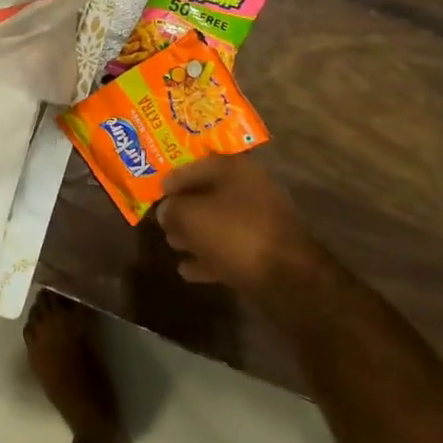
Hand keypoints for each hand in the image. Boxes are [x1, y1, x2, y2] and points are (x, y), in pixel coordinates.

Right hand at [156, 154, 322, 300]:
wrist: (288, 278)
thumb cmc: (235, 233)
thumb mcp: (191, 216)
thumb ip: (171, 209)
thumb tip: (165, 210)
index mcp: (235, 169)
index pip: (195, 164)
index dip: (172, 177)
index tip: (154, 190)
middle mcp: (250, 189)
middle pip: (208, 194)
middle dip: (184, 208)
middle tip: (162, 220)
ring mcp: (259, 221)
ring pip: (219, 222)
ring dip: (195, 233)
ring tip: (172, 244)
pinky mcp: (264, 252)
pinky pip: (229, 249)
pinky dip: (209, 257)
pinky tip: (187, 269)